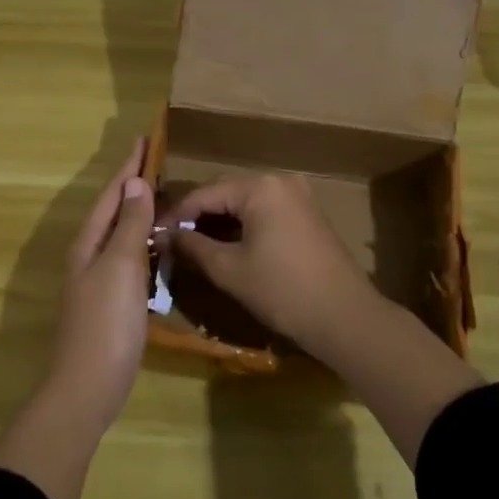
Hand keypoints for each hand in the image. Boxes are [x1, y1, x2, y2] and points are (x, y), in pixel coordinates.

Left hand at [51, 139, 154, 428]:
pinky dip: (142, 242)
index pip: (111, 194)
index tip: (144, 138)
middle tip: (155, 161)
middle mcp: (89, 256)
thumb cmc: (106, 322)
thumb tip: (134, 182)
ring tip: (159, 195)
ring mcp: (98, 281)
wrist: (88, 386)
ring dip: (136, 212)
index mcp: (89, 243)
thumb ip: (129, 225)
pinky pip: (128, 258)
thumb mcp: (121, 267)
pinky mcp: (110, 302)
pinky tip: (157, 247)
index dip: (128, 166)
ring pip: (119, 234)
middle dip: (131, 185)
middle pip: (112, 210)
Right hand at [167, 173, 382, 354]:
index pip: (204, 194)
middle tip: (171, 240)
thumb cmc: (282, 291)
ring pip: (246, 203)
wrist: (345, 317)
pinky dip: (243, 226)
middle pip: (226, 193)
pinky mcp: (308, 214)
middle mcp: (280, 181)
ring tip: (193, 245)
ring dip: (220, 222)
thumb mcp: (229, 269)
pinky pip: (265, 212)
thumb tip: (165, 234)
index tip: (153, 233)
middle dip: (198, 216)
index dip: (176, 214)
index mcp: (260, 187)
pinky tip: (227, 246)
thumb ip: (193, 246)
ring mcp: (299, 196)